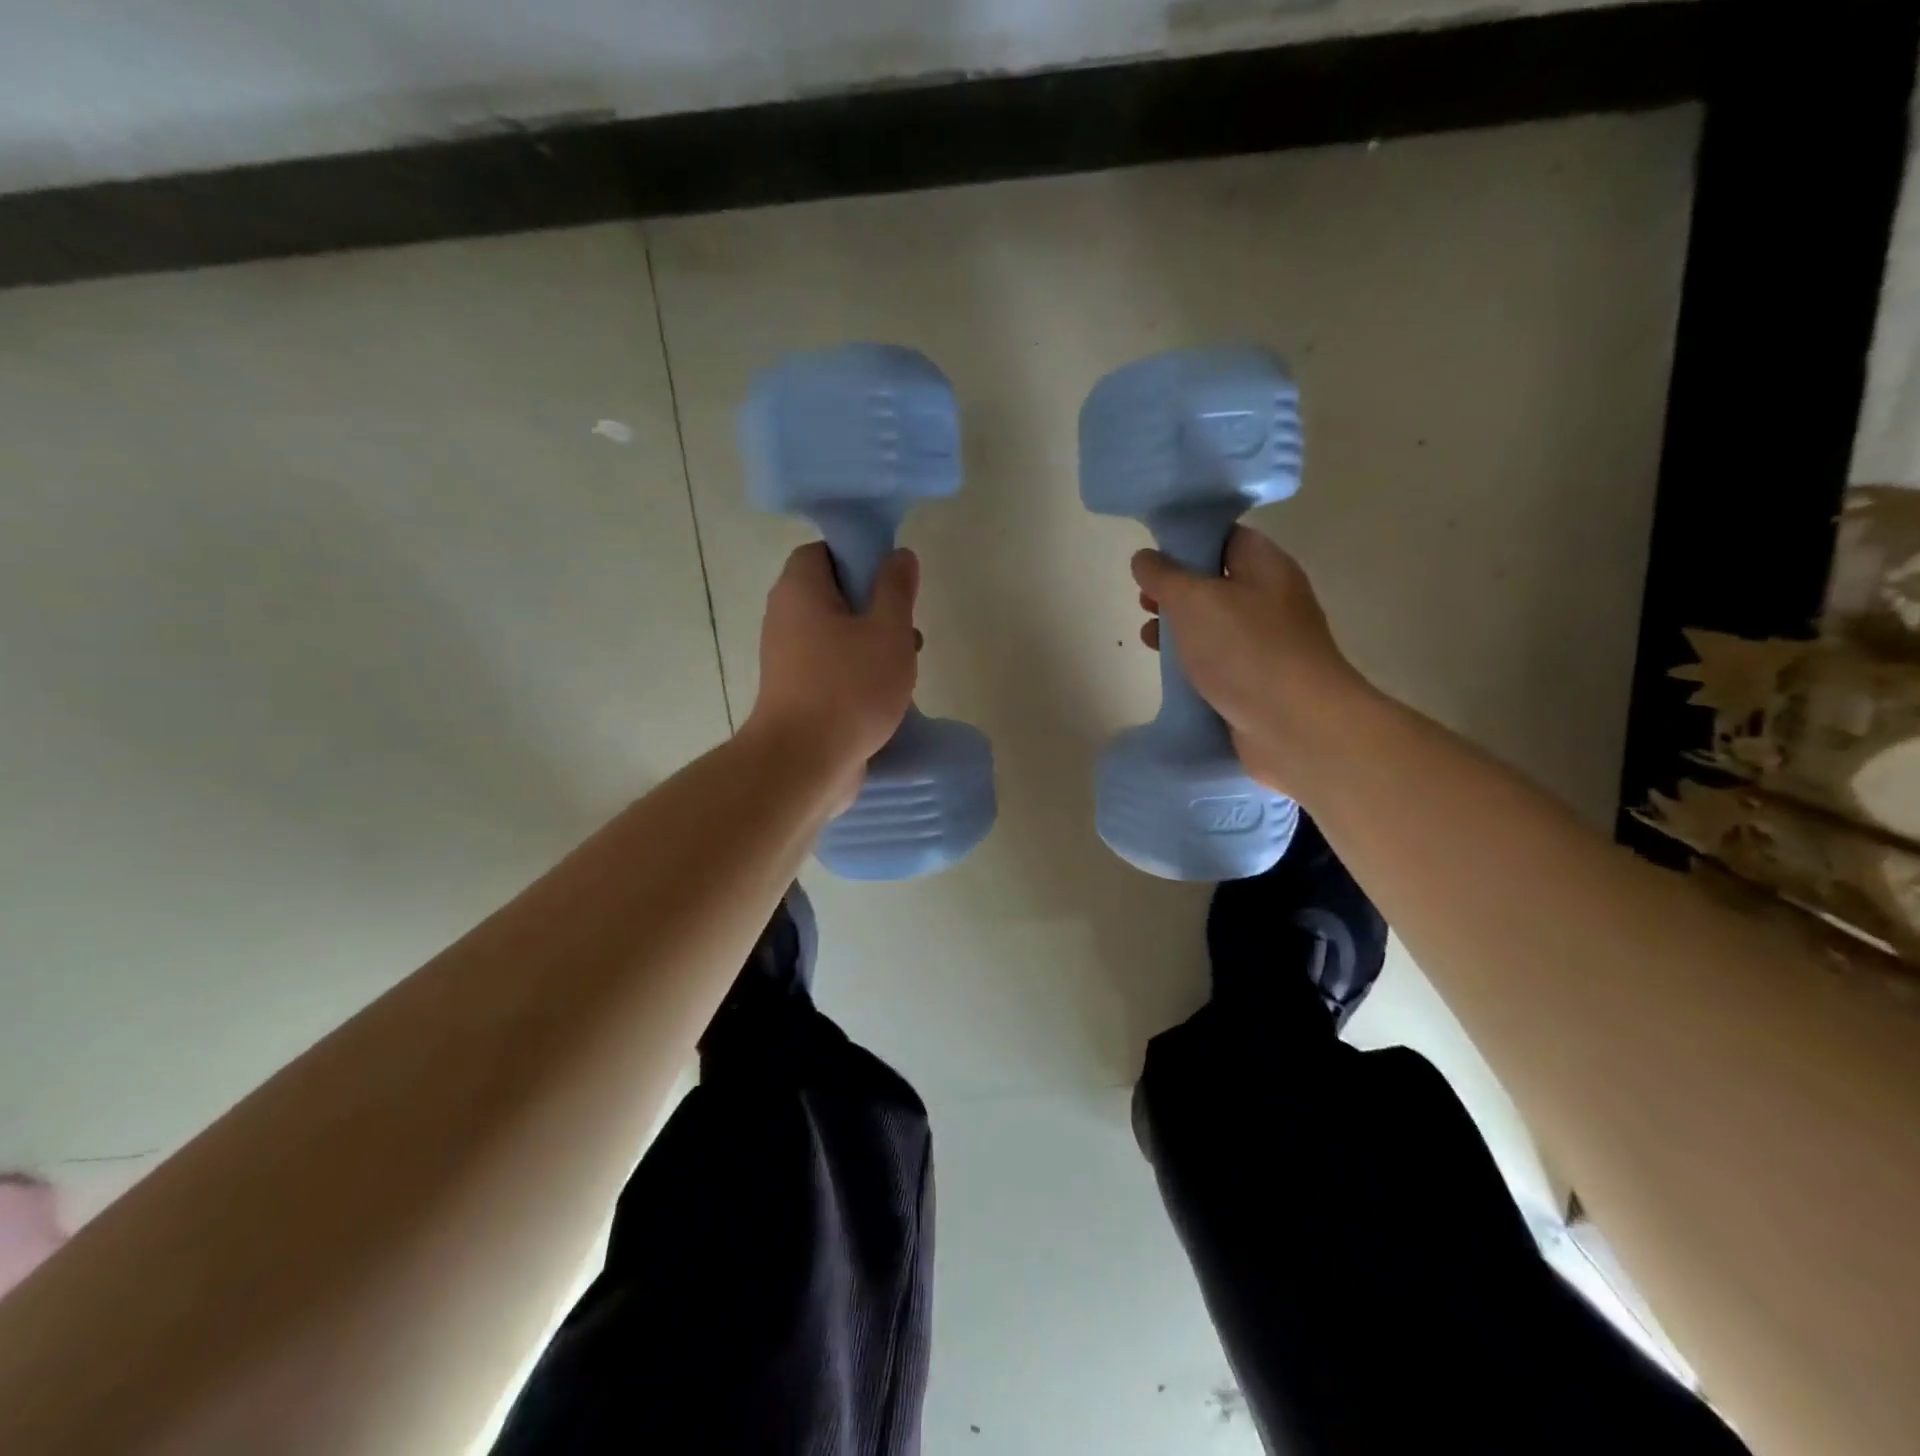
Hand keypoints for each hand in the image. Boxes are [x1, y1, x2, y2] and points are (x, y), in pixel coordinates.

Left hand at [745, 542, 920, 796]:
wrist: (805, 762)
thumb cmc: (850, 688)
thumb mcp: (888, 631)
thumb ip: (896, 589)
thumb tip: (898, 555)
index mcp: (800, 591)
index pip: (822, 552)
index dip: (858, 557)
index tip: (891, 578)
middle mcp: (785, 618)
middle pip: (832, 595)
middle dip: (873, 606)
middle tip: (905, 625)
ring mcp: (787, 660)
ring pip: (835, 635)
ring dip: (871, 643)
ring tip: (907, 663)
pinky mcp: (796, 694)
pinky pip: (830, 668)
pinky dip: (857, 672)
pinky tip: (888, 694)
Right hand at [1133, 526, 1374, 797]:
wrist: (1296, 726)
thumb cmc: (1245, 651)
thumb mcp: (1194, 601)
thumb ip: (1165, 576)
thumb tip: (1144, 558)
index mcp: (1265, 566)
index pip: (1225, 537)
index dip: (1187, 541)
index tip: (1151, 556)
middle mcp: (1270, 599)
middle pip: (1216, 582)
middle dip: (1175, 590)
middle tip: (1143, 601)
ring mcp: (1266, 643)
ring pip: (1214, 624)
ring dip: (1179, 628)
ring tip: (1146, 637)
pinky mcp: (1257, 680)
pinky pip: (1219, 660)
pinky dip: (1192, 662)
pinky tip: (1169, 672)